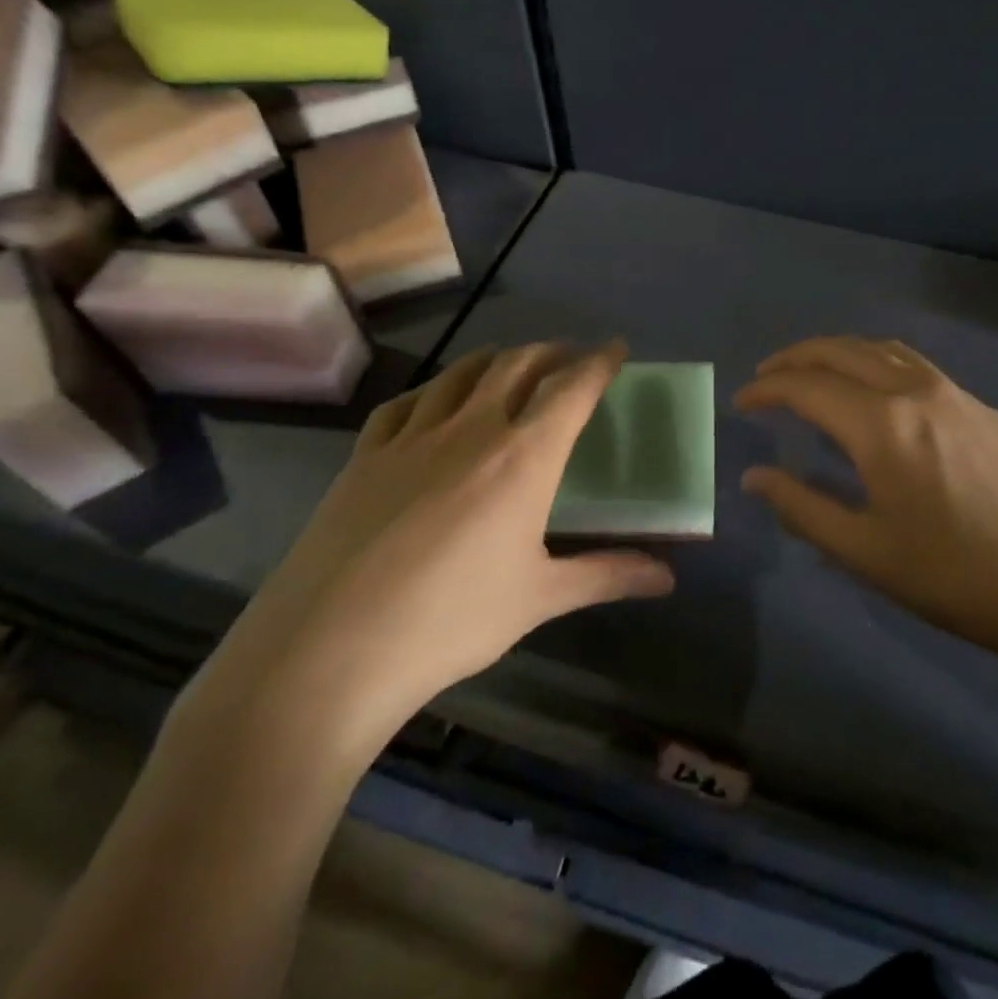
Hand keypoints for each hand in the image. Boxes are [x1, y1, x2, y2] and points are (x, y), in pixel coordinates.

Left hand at [177, 342, 674, 770]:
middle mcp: (472, 429)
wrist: (329, 650)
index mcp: (523, 456)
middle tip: (569, 358)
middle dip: (551, 352)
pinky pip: (406, 403)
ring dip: (496, 359)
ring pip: (462, 372)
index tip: (616, 348)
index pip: (571, 388)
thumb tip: (667, 578)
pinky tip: (435, 402)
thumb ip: (607, 575)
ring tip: (512, 365)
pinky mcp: (365, 455)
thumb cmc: (451, 621)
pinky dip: (434, 390)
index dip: (599, 362)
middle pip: (518, 365)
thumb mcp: (539, 599)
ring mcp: (412, 436)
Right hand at [734, 337, 997, 708]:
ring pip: (885, 350)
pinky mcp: (988, 411)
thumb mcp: (866, 553)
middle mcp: (917, 391)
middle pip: (843, 351)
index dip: (766, 388)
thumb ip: (802, 507)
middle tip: (767, 376)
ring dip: (841, 353)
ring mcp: (959, 395)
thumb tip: (755, 476)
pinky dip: (880, 365)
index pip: (806, 386)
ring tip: (817, 375)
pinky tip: (882, 399)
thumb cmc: (958, 579)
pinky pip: (918, 368)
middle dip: (797, 357)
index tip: (741, 402)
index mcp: (881, 423)